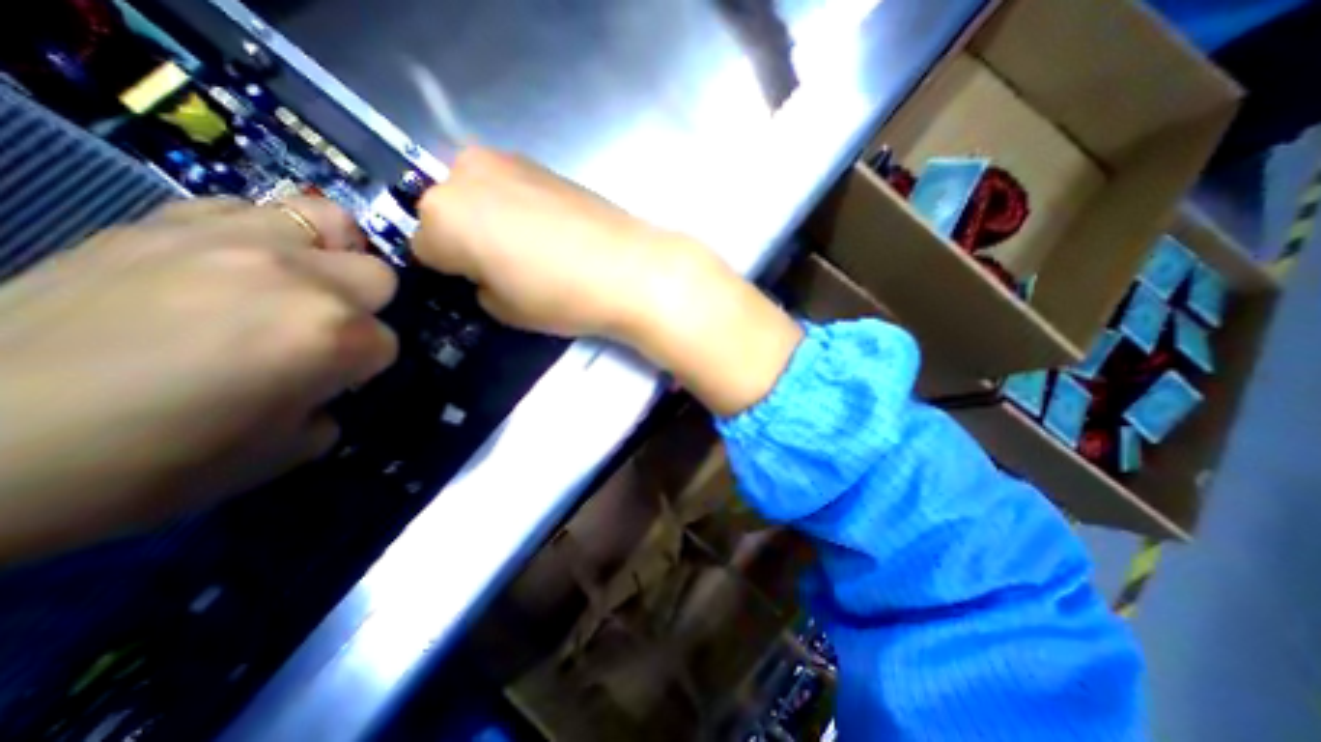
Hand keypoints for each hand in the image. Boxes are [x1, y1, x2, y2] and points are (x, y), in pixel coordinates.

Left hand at [0, 198, 396, 560]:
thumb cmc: (153, 462)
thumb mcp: (282, 453)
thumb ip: (330, 408)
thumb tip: (330, 387)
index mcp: (333, 338)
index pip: (387, 343)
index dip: (363, 367)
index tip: (332, 383)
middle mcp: (302, 280)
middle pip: (378, 277)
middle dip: (364, 308)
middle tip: (321, 332)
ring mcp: (235, 241)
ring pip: (332, 222)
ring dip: (332, 254)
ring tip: (301, 280)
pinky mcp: (167, 224)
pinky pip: (253, 208)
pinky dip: (268, 233)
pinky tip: (243, 263)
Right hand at [416, 149, 799, 418]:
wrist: (630, 268)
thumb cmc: (563, 296)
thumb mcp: (506, 310)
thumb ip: (480, 287)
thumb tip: (484, 273)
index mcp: (444, 217)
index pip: (422, 247)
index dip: (450, 272)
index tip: (479, 285)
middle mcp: (465, 174)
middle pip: (445, 211)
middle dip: (465, 238)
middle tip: (505, 267)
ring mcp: (507, 161)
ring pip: (476, 194)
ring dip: (490, 219)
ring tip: (533, 248)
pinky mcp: (542, 163)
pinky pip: (509, 187)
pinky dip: (517, 206)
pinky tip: (551, 230)